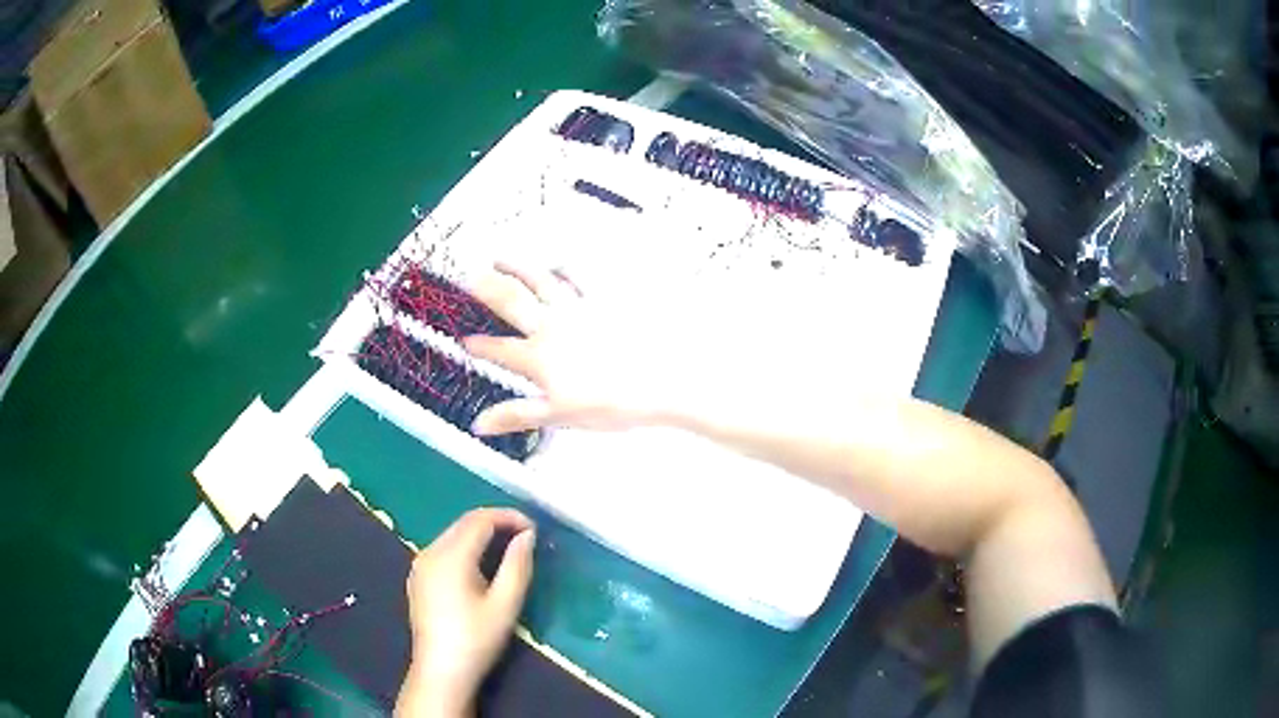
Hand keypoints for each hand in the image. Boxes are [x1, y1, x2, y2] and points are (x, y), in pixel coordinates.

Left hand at [397, 508, 535, 716]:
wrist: (441, 670)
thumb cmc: (476, 640)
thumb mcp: (505, 605)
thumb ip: (517, 566)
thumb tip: (527, 536)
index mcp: (451, 556)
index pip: (480, 520)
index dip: (509, 517)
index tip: (534, 529)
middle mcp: (430, 552)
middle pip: (464, 523)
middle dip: (495, 522)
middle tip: (525, 536)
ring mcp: (420, 565)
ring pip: (452, 534)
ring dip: (480, 534)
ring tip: (508, 549)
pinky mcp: (418, 578)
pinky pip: (443, 549)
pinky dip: (465, 547)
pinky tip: (480, 566)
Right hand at [463, 261, 697, 435]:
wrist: (660, 383)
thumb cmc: (611, 405)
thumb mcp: (559, 417)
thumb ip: (517, 415)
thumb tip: (479, 424)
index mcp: (539, 357)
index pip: (499, 350)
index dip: (479, 347)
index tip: (464, 341)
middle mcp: (552, 327)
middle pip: (512, 302)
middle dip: (487, 289)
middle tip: (468, 277)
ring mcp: (578, 310)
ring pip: (540, 281)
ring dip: (517, 268)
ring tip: (501, 258)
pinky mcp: (604, 302)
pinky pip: (581, 278)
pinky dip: (566, 266)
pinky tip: (560, 261)